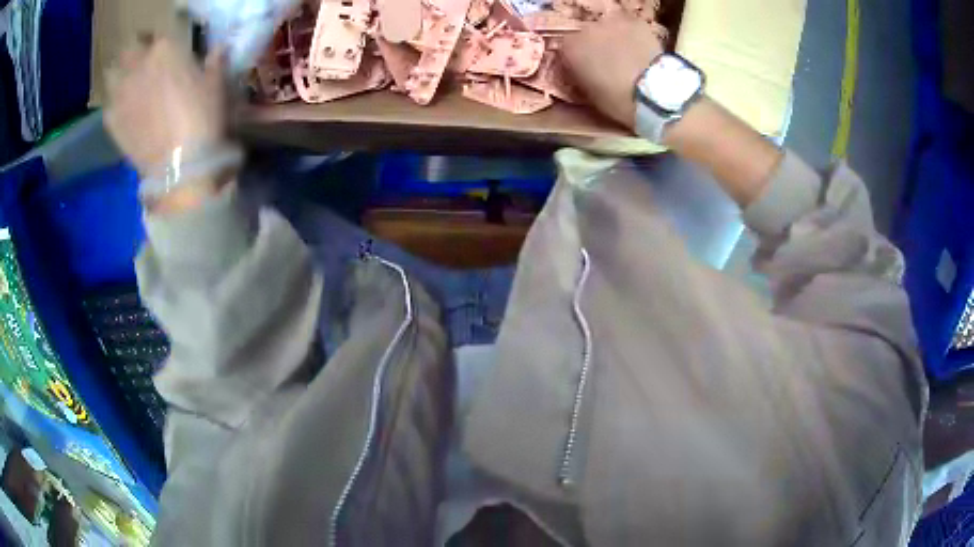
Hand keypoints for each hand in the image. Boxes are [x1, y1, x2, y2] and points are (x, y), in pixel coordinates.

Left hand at [104, 39, 226, 176]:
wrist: (179, 164)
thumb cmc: (202, 117)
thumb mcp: (216, 85)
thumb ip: (213, 63)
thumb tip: (217, 50)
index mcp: (165, 48)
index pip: (158, 34)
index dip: (161, 43)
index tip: (167, 52)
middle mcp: (138, 64)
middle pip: (129, 48)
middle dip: (134, 52)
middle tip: (143, 64)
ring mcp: (120, 93)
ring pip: (112, 73)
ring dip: (119, 75)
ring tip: (128, 86)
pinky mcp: (111, 121)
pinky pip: (108, 105)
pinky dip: (114, 106)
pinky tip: (124, 114)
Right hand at [561, 13, 664, 129]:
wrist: (654, 94)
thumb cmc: (618, 101)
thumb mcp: (590, 94)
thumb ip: (581, 75)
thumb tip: (583, 70)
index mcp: (570, 48)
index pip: (567, 49)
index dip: (577, 59)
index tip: (586, 69)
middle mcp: (586, 29)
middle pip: (587, 34)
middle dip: (595, 46)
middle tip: (609, 62)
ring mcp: (611, 22)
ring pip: (609, 28)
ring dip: (614, 38)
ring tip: (627, 55)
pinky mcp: (635, 22)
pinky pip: (629, 27)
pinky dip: (633, 35)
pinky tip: (640, 49)